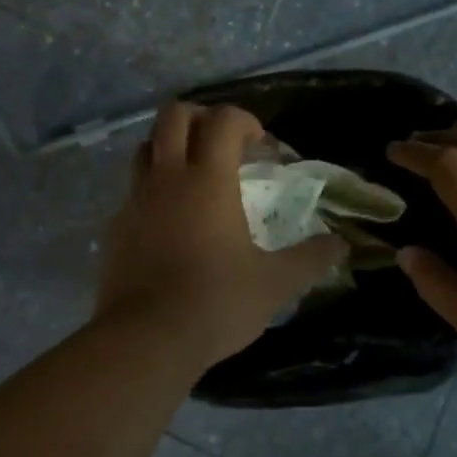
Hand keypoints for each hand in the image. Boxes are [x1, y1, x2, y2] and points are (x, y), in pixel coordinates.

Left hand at [95, 102, 346, 368]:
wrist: (145, 340)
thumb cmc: (215, 303)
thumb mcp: (274, 284)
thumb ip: (309, 259)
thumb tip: (340, 245)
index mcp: (208, 180)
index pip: (223, 120)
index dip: (245, 121)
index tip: (261, 146)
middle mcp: (167, 178)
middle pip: (173, 116)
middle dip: (201, 117)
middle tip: (223, 144)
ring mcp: (135, 200)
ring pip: (145, 147)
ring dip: (170, 147)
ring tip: (194, 176)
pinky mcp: (116, 227)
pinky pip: (133, 190)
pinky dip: (153, 189)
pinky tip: (170, 222)